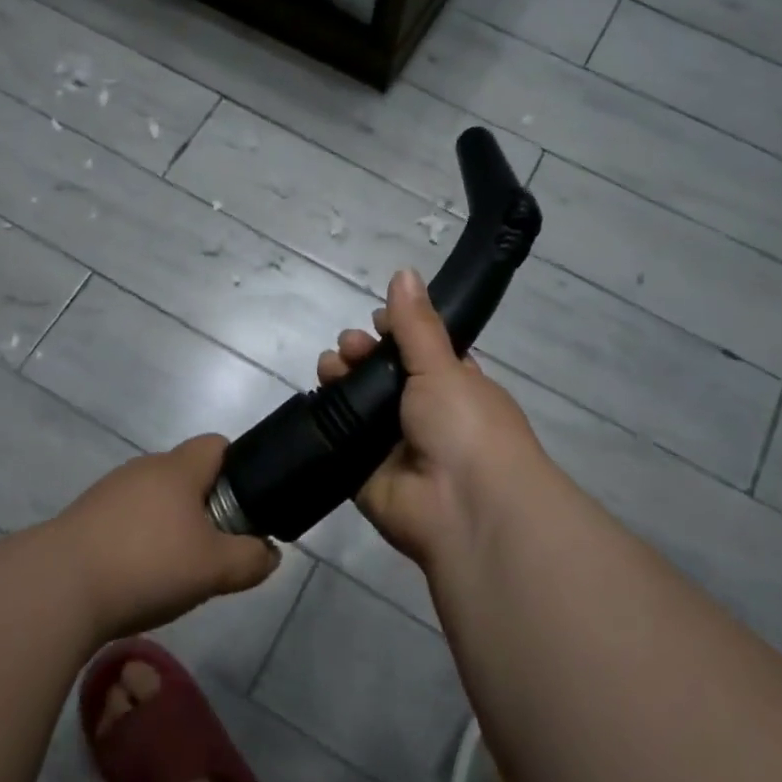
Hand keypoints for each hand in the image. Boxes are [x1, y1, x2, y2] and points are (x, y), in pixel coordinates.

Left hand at [57, 434, 279, 638]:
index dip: (238, 469)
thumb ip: (251, 559)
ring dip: (169, 527)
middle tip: (213, 549)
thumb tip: (269, 553)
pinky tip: (136, 578)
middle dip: (205, 506)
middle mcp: (143, 469)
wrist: (56, 588)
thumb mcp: (215, 568)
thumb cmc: (147, 564)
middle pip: (186, 475)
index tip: (244, 508)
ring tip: (174, 570)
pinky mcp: (83, 518)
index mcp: (178, 468)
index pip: (217, 445)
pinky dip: (138, 542)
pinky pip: (125, 521)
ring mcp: (109, 492)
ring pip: (155, 500)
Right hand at [316, 267, 546, 570]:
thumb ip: (416, 324)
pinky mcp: (366, 476)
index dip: (394, 333)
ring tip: (328, 368)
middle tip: (347, 346)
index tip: (374, 320)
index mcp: (453, 386)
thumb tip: (404, 272)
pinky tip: (314, 400)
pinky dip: (326, 423)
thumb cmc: (466, 424)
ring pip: (359, 407)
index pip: (419, 351)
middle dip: (362, 354)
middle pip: (382, 376)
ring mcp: (394, 447)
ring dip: (340, 382)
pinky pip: (341, 444)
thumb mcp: (442, 365)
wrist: (467, 508)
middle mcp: (424, 415)